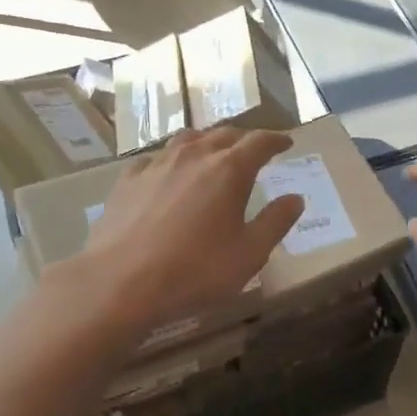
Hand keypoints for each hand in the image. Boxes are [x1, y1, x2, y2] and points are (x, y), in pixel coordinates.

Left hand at [71, 126, 303, 335]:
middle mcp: (194, 156)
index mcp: (229, 169)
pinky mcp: (128, 179)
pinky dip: (172, 159)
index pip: (259, 142)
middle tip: (255, 149)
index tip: (286, 143)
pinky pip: (156, 158)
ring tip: (214, 153)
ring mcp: (157, 164)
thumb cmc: (195, 270)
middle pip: (224, 134)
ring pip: (188, 139)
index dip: (276, 140)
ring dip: (207, 142)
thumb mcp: (249, 254)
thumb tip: (295, 198)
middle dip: (244, 139)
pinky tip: (169, 173)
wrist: (121, 281)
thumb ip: (275, 222)